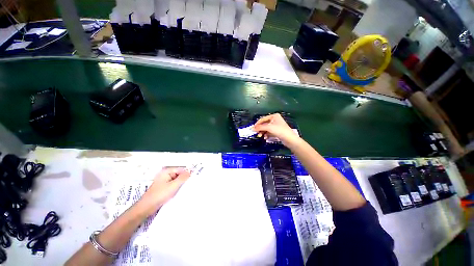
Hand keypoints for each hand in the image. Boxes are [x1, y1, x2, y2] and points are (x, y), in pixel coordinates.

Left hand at [139, 168, 190, 215]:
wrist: (146, 207)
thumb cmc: (160, 195)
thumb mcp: (173, 185)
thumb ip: (183, 178)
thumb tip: (190, 171)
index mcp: (166, 172)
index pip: (180, 169)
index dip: (187, 173)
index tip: (194, 177)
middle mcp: (165, 175)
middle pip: (178, 174)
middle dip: (184, 179)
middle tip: (192, 182)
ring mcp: (164, 182)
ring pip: (176, 181)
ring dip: (181, 184)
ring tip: (188, 187)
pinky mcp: (163, 188)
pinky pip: (173, 186)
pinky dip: (177, 188)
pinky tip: (181, 191)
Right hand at [253, 113, 299, 146]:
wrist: (290, 139)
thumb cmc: (280, 131)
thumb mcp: (269, 128)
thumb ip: (260, 127)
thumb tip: (251, 128)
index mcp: (274, 116)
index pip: (263, 119)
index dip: (257, 124)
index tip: (253, 129)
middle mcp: (275, 119)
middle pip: (264, 124)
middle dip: (260, 129)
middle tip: (256, 133)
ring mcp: (276, 125)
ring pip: (266, 128)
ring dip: (262, 132)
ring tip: (260, 136)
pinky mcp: (277, 131)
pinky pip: (269, 131)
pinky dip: (266, 134)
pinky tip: (265, 138)